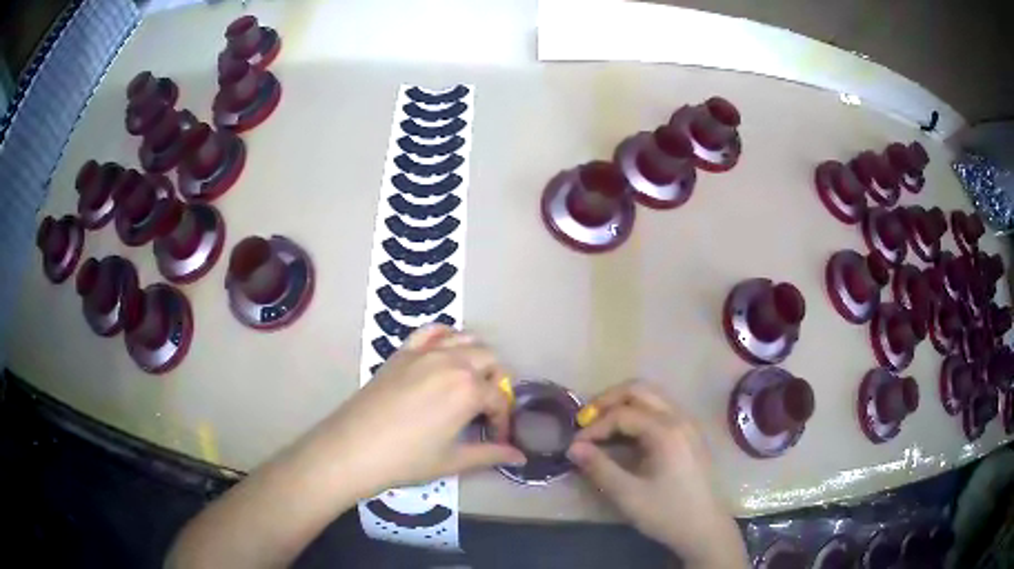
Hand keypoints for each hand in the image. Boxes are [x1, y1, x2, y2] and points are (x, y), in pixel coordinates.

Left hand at [319, 325, 524, 492]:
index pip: (500, 398)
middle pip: (489, 360)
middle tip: (483, 411)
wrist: (354, 448)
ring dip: (475, 358)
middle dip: (494, 384)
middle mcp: (453, 362)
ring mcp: (426, 352)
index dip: (502, 420)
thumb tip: (520, 457)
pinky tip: (443, 356)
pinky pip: (432, 332)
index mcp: (469, 389)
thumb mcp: (453, 460)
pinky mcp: (404, 351)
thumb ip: (491, 454)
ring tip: (467, 384)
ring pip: (466, 340)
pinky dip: (445, 338)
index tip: (497, 438)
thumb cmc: (407, 459)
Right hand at [567, 381, 745, 566]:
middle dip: (608, 401)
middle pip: (639, 389)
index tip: (575, 447)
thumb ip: (599, 468)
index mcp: (667, 431)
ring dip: (623, 404)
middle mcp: (680, 418)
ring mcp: (688, 423)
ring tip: (601, 427)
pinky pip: (660, 409)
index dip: (594, 427)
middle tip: (585, 421)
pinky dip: (638, 413)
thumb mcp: (628, 495)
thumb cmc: (668, 513)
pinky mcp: (690, 434)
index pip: (622, 414)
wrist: (705, 529)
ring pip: (651, 396)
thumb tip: (573, 447)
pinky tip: (625, 436)